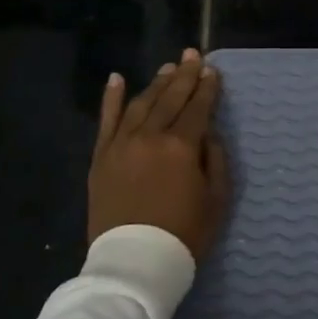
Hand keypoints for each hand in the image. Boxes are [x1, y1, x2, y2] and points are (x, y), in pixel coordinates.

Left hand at [88, 48, 229, 259]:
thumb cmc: (184, 234)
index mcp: (181, 146)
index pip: (198, 108)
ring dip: (156, 84)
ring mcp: (121, 144)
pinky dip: (111, 98)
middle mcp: (150, 136)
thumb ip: (216, 160)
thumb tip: (207, 134)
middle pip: (170, 98)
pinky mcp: (101, 157)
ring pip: (141, 103)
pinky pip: (106, 121)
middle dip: (184, 75)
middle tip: (192, 54)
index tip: (212, 70)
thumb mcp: (216, 199)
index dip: (207, 88)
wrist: (134, 264)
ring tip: (167, 68)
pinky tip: (116, 78)